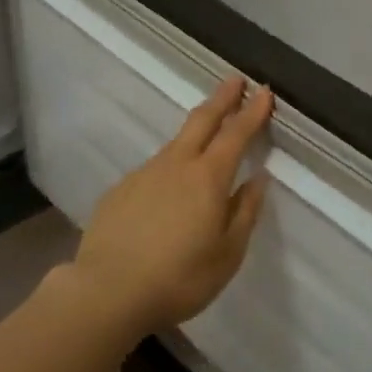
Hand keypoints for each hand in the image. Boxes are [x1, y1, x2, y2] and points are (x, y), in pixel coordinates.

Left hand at [72, 76, 274, 335]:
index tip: (264, 92)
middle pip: (202, 120)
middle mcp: (176, 165)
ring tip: (206, 137)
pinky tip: (166, 193)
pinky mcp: (120, 190)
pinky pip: (153, 171)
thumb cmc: (179, 278)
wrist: (108, 292)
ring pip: (175, 144)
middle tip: (235, 80)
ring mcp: (144, 174)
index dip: (252, 112)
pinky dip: (169, 169)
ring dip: (195, 132)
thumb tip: (258, 179)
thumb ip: (245, 212)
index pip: (236, 134)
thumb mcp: (227, 253)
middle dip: (222, 98)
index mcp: (208, 178)